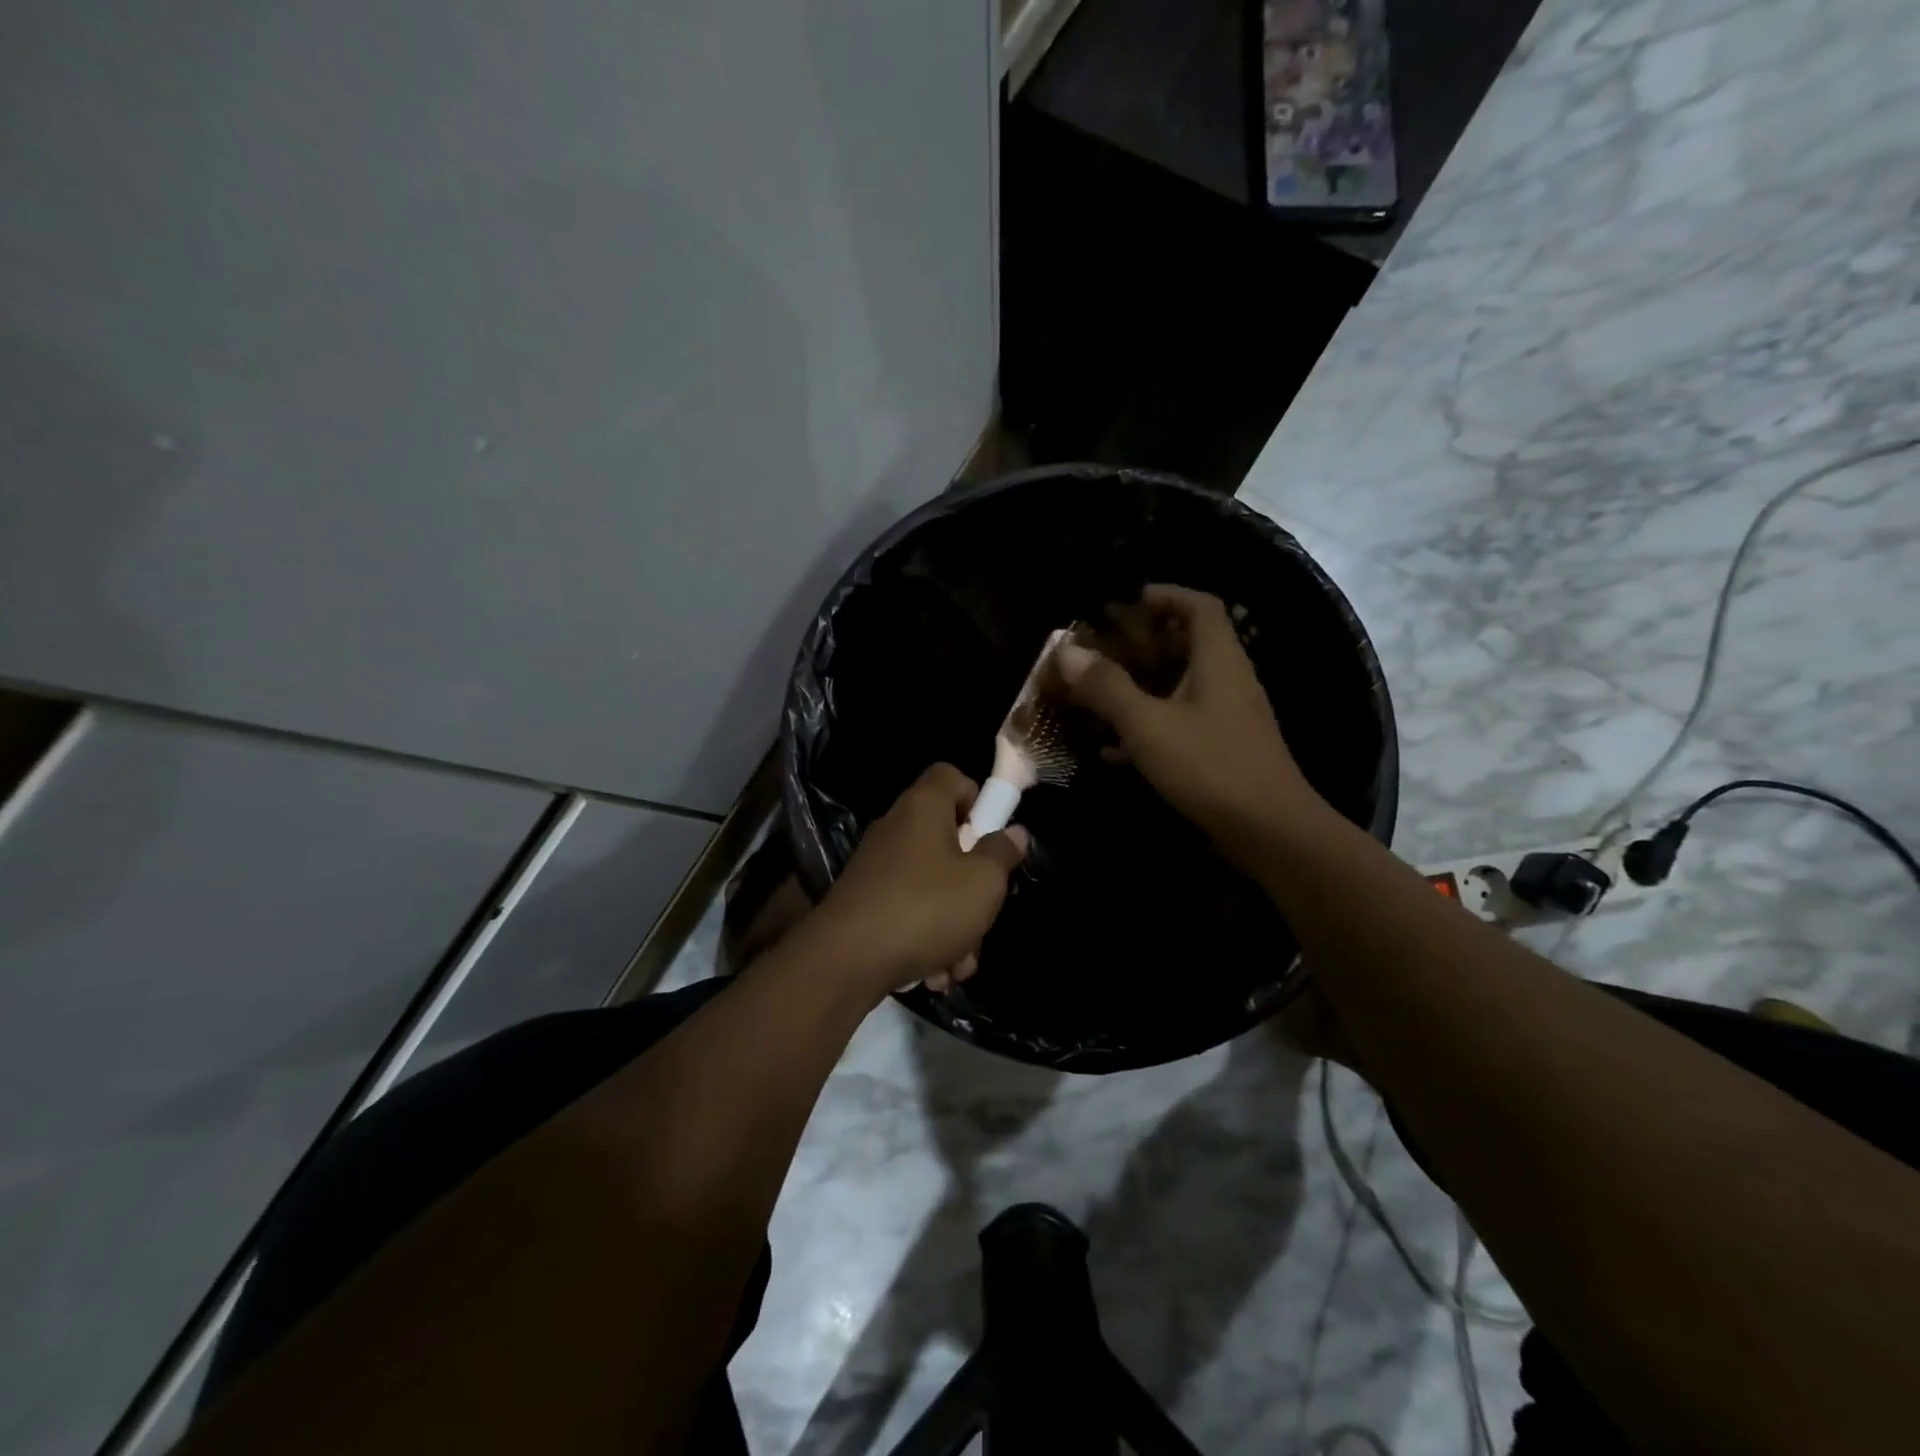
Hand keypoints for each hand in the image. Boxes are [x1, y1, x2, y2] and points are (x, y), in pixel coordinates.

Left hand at [815, 764, 1028, 1000]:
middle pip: (948, 840)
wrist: (846, 961)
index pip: (951, 776)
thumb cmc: (926, 908)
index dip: (977, 799)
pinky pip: (909, 911)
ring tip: (960, 964)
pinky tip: (934, 974)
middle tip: (985, 912)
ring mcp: (878, 867)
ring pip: (932, 886)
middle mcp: (897, 828)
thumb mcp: (983, 882)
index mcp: (924, 807)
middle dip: (973, 884)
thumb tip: (1013, 833)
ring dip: (954, 926)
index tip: (992, 836)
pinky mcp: (865, 902)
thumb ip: (1002, 853)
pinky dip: (925, 939)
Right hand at [1059, 584, 1324, 865]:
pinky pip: (1182, 723)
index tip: (1129, 602)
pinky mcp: (1223, 750)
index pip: (1200, 606)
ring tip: (1101, 694)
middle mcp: (1228, 680)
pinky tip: (1114, 750)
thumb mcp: (1148, 725)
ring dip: (1144, 686)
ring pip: (1182, 686)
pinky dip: (1150, 725)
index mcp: (1218, 660)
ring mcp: (1228, 717)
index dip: (1167, 595)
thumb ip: (1108, 688)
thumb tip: (1068, 653)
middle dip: (1146, 642)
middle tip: (1106, 648)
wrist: (1269, 831)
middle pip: (1190, 644)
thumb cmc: (1210, 767)